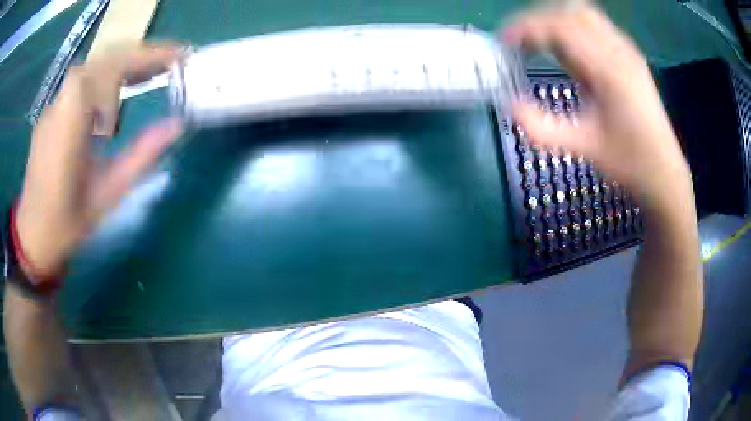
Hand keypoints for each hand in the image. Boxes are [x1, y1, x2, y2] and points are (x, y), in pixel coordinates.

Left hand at [16, 43, 184, 278]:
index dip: (150, 55)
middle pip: (105, 58)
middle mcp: (62, 100)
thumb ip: (141, 155)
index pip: (115, 65)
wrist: (32, 236)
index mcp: (73, 117)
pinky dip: (104, 81)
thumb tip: (177, 125)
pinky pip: (81, 84)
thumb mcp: (108, 193)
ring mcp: (54, 105)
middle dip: (141, 56)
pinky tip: (113, 100)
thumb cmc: (67, 222)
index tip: (180, 57)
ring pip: (93, 68)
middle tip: (170, 65)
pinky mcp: (51, 113)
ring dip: (123, 67)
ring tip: (148, 78)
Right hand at [504, 4, 692, 211]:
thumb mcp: (584, 149)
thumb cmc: (629, 163)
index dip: (526, 28)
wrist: (664, 173)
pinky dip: (573, 28)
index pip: (560, 28)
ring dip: (556, 20)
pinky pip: (596, 26)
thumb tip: (509, 105)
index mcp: (610, 71)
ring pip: (584, 13)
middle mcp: (619, 51)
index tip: (504, 42)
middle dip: (538, 20)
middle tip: (520, 41)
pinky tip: (567, 50)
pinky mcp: (629, 56)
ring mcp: (627, 50)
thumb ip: (543, 129)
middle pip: (570, 11)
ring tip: (540, 42)